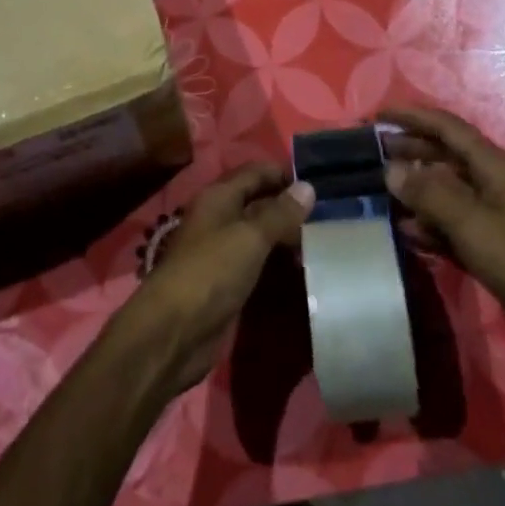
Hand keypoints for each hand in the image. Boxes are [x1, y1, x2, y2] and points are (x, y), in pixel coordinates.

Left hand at [117, 163, 315, 395]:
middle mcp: (220, 218)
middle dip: (290, 207)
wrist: (174, 333)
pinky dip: (278, 262)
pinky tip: (304, 268)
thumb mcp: (250, 237)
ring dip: (287, 236)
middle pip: (259, 202)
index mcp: (219, 197)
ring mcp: (222, 252)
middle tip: (330, 216)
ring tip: (325, 241)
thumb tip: (308, 186)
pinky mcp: (227, 282)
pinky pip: (258, 262)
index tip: (322, 185)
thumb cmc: (211, 273)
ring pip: (260, 234)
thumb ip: (280, 213)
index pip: (256, 172)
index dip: (285, 174)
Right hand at [380, 106, 504, 379]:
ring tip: (380, 192)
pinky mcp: (489, 243)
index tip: (377, 115)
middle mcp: (491, 181)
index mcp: (493, 165)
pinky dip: (428, 223)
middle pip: (444, 155)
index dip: (412, 117)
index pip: (447, 127)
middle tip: (372, 153)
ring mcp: (491, 213)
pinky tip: (405, 231)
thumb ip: (429, 193)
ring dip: (415, 189)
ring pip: (445, 190)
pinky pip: (450, 222)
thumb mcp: (471, 223)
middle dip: (409, 150)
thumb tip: (391, 168)